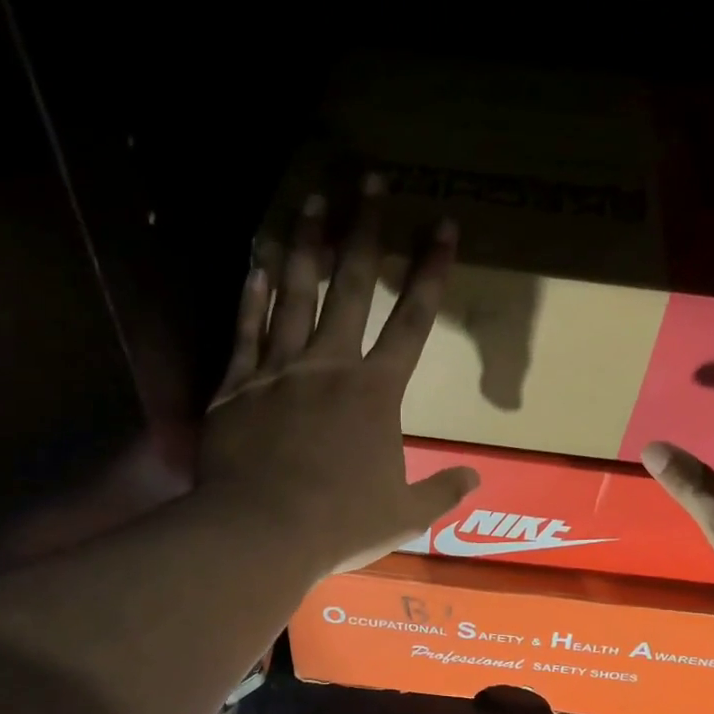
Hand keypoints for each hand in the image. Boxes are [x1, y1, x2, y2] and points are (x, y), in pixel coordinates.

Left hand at [201, 176, 479, 575]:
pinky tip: (255, 260)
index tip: (443, 224)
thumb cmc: (339, 524)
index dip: (431, 270)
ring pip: (294, 295)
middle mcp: (329, 365)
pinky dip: (251, 294)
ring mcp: (278, 371)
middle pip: (350, 287)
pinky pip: (245, 330)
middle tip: (369, 178)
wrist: (260, 534)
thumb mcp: (404, 515)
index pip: (413, 320)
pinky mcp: (236, 386)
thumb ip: (442, 490)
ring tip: (312, 200)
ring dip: (306, 245)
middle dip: (364, 230)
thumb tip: (477, 478)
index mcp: (375, 393)